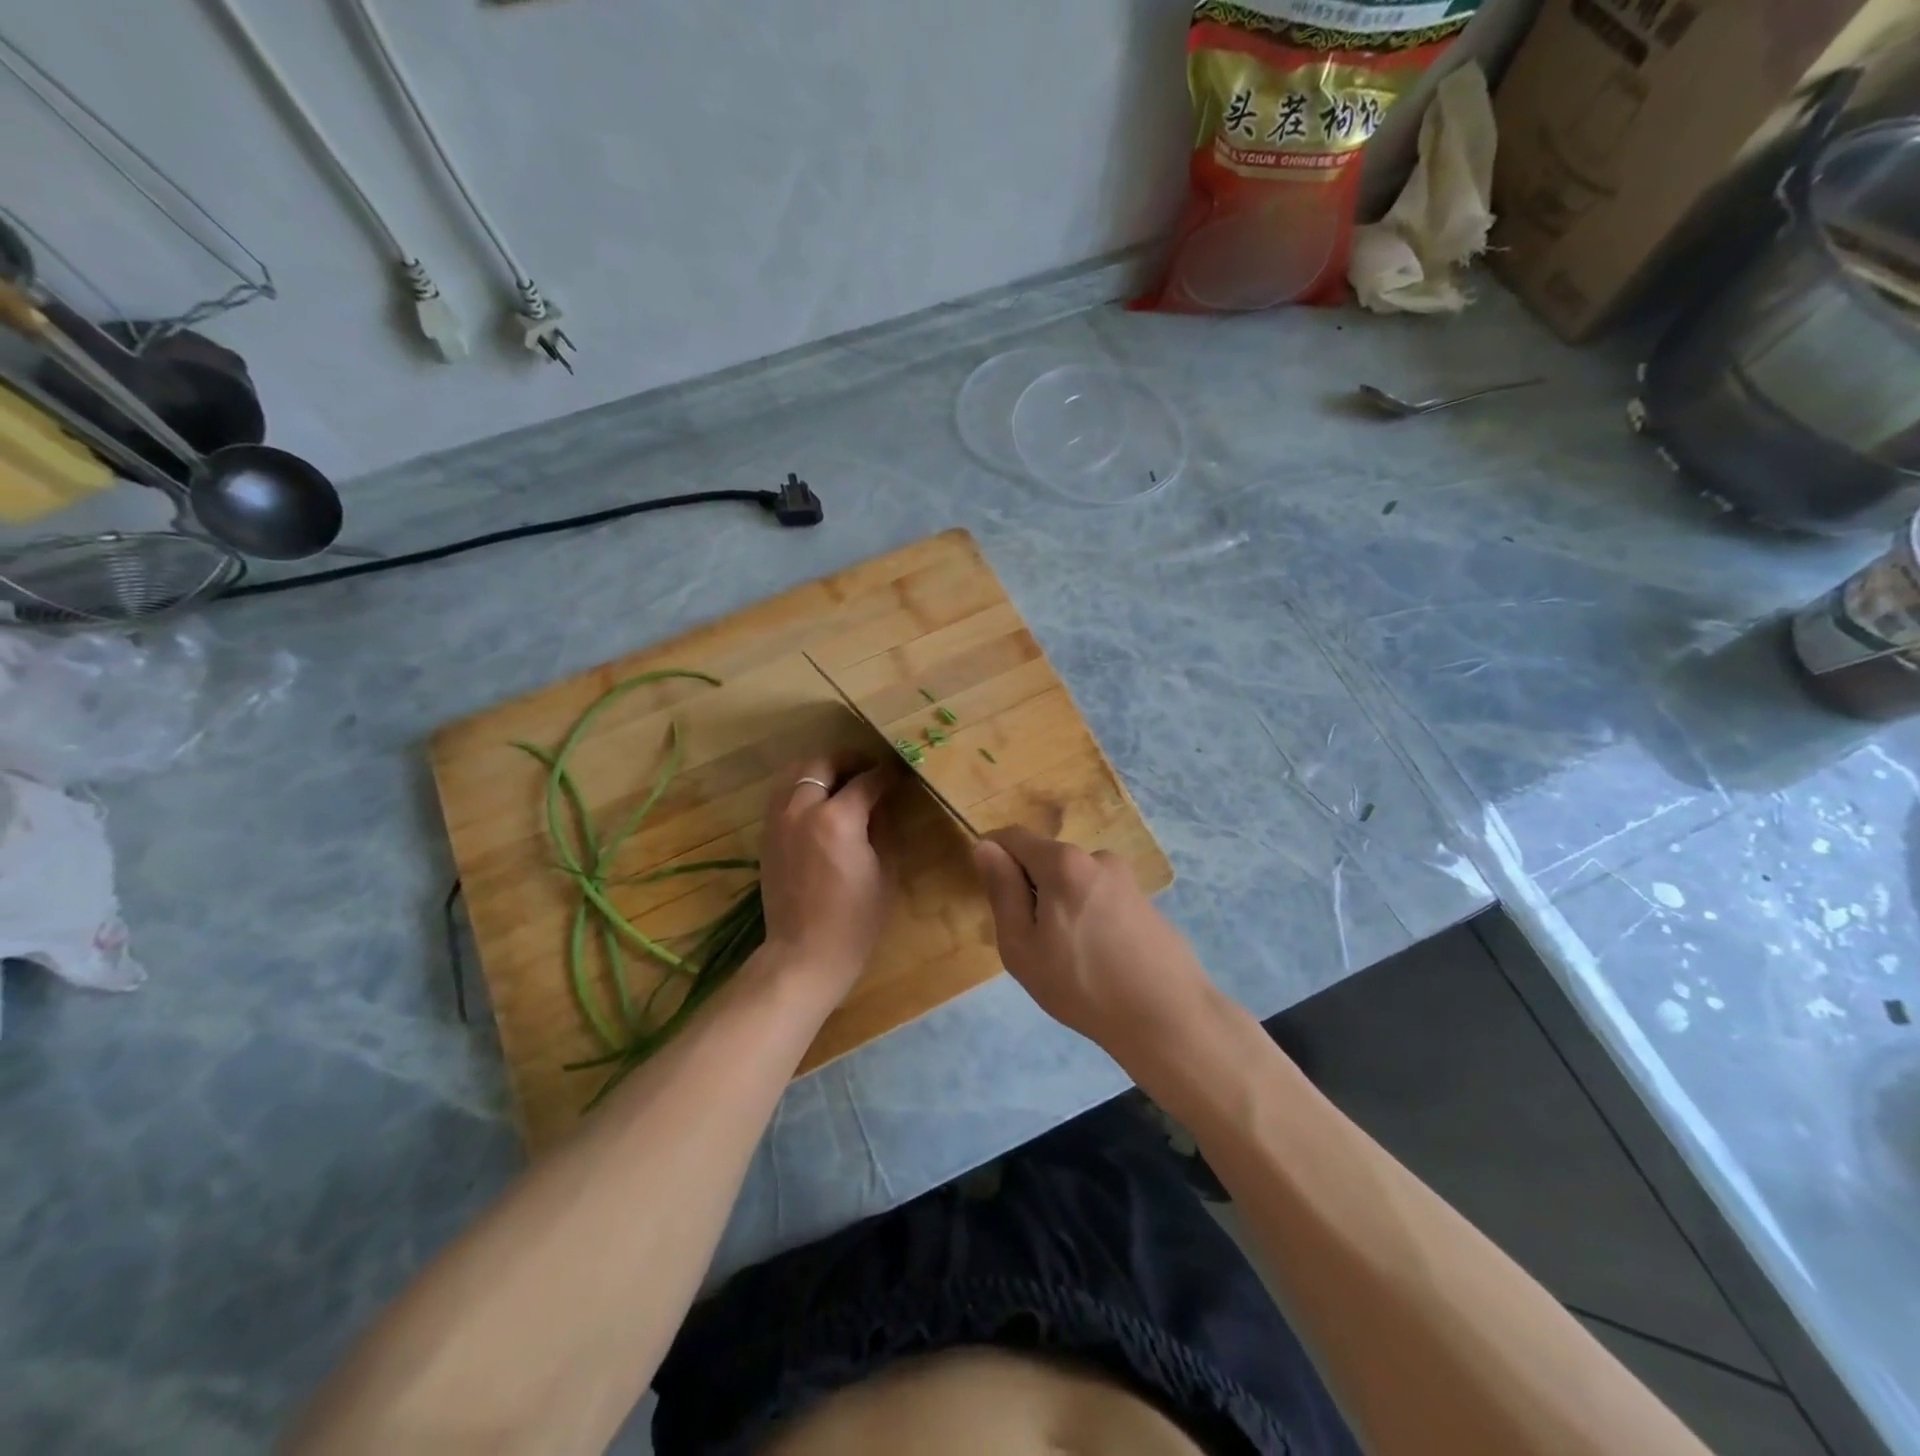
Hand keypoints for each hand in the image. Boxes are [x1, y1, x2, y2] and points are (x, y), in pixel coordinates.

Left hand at [757, 755, 896, 996]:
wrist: (804, 953)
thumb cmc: (855, 919)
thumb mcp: (884, 869)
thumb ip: (883, 825)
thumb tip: (883, 800)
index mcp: (836, 818)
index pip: (866, 780)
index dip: (886, 774)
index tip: (899, 773)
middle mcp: (801, 809)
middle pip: (823, 763)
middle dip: (849, 761)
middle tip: (869, 770)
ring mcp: (778, 820)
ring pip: (795, 773)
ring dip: (821, 770)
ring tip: (842, 780)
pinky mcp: (766, 835)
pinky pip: (782, 795)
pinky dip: (802, 788)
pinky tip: (819, 803)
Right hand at [973, 827, 1218, 1064]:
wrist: (1168, 1018)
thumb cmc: (1082, 985)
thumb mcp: (1022, 946)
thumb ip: (1002, 891)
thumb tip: (986, 847)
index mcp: (1063, 863)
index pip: (1014, 837)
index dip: (994, 856)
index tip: (992, 894)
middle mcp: (1097, 857)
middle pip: (1046, 859)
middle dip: (1030, 888)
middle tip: (1032, 943)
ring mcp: (1126, 878)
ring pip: (1073, 881)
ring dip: (1060, 904)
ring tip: (1069, 957)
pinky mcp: (1145, 900)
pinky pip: (1099, 897)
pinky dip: (1087, 916)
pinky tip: (1098, 958)